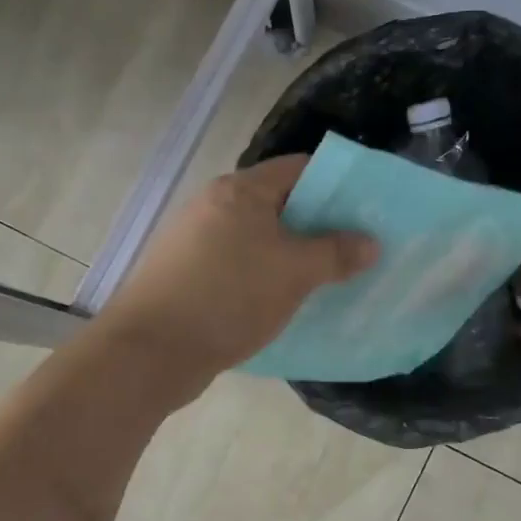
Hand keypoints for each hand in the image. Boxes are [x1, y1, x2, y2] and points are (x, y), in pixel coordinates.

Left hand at [99, 156, 377, 381]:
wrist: (151, 350)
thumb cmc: (228, 297)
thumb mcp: (293, 273)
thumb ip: (335, 253)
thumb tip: (370, 242)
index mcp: (239, 191)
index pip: (299, 169)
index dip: (337, 185)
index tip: (367, 211)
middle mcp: (213, 207)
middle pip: (279, 205)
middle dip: (318, 226)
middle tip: (355, 250)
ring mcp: (195, 243)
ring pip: (258, 240)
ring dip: (292, 256)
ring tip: (328, 280)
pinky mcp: (186, 277)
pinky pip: (238, 268)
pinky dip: (264, 279)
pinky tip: (284, 303)